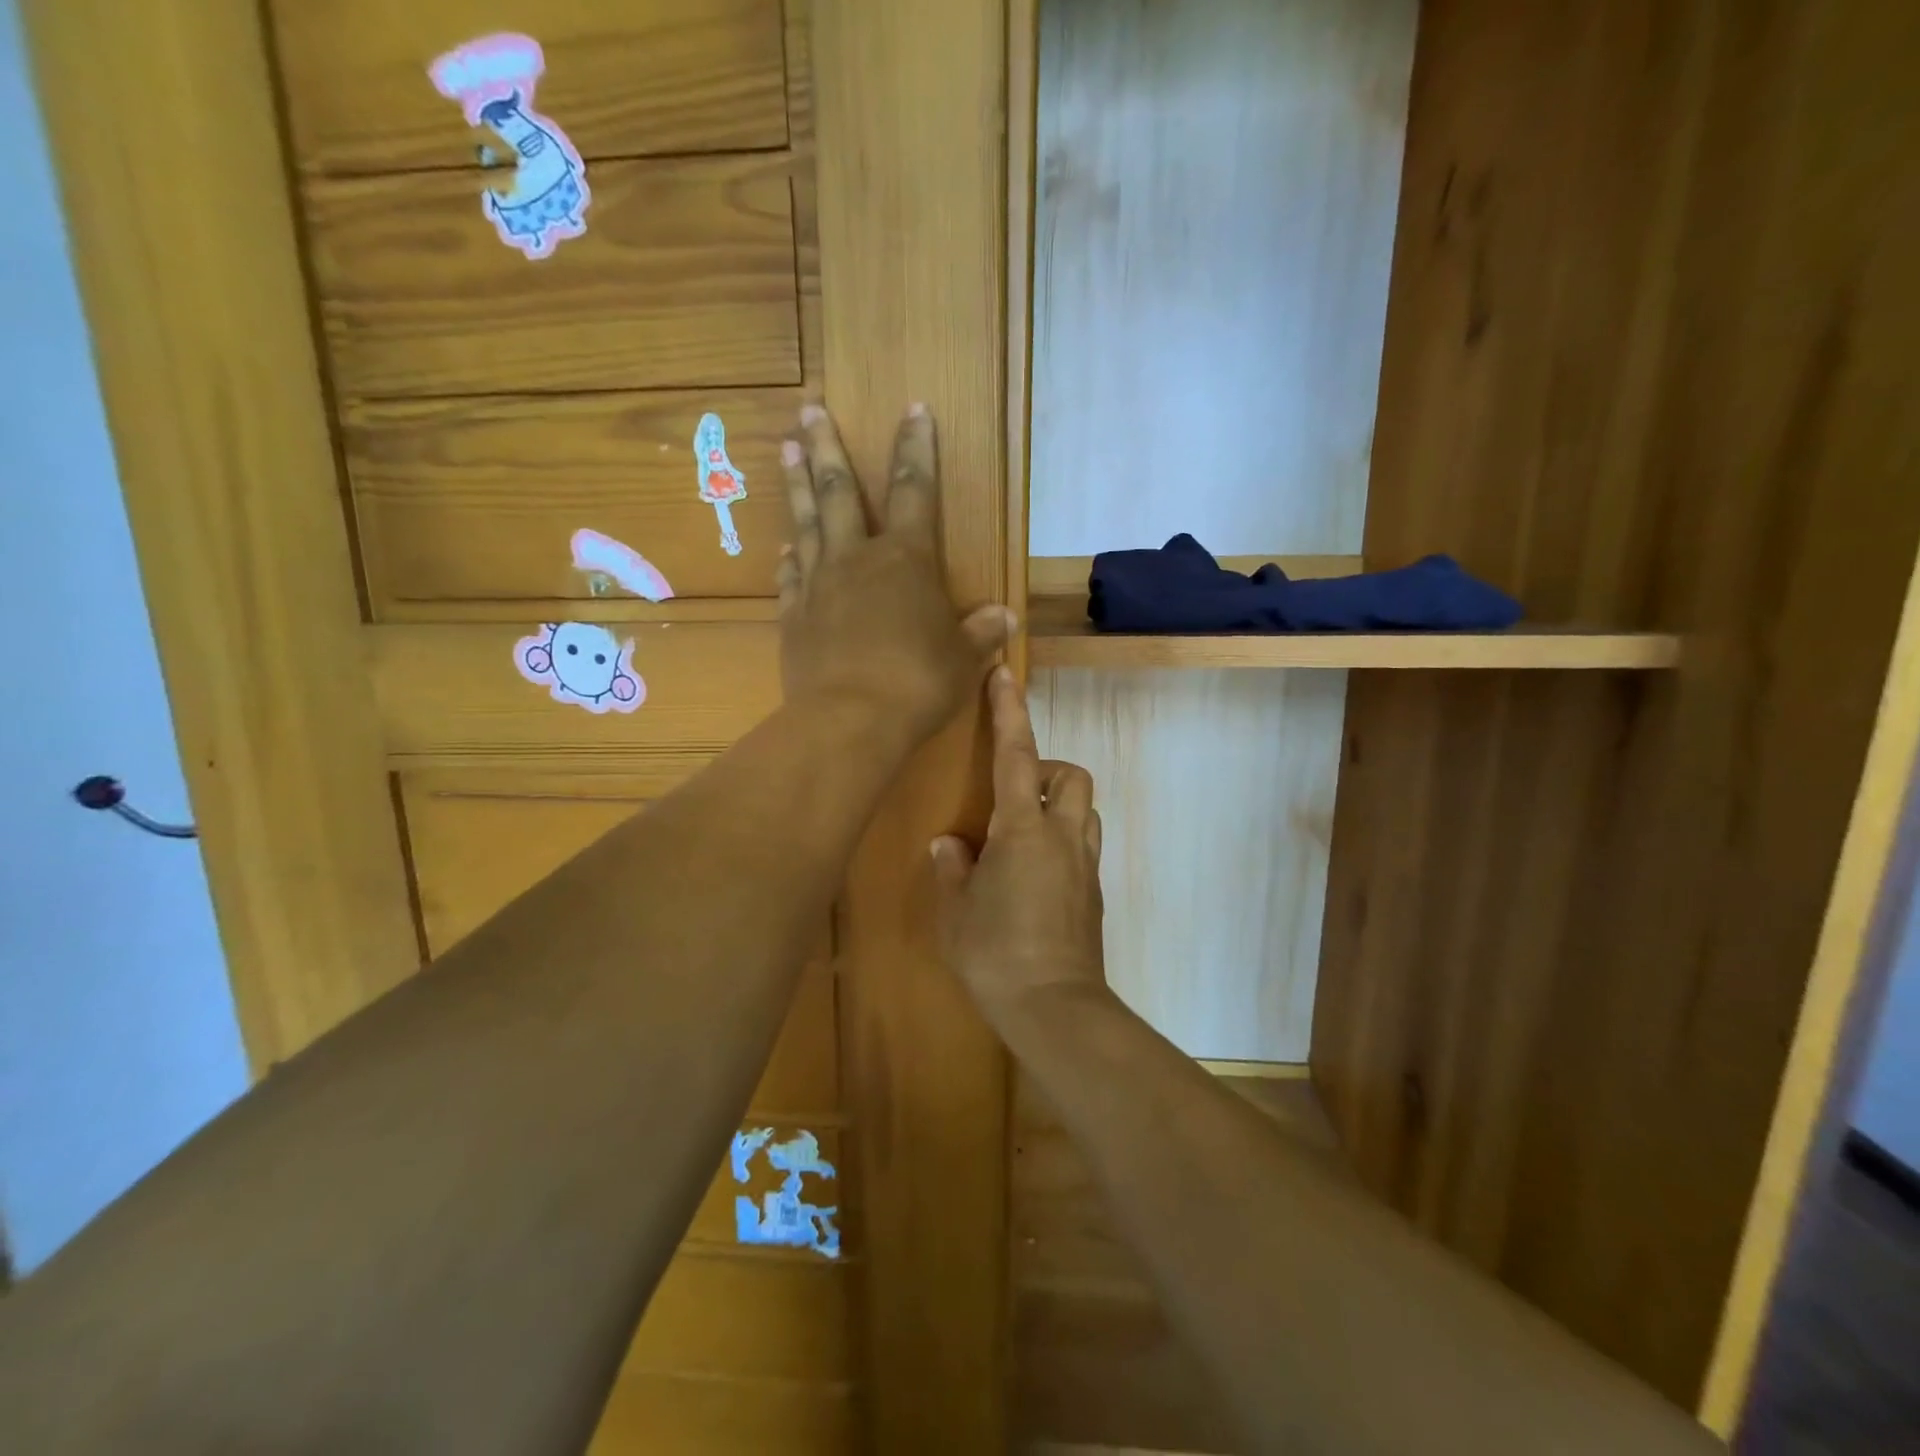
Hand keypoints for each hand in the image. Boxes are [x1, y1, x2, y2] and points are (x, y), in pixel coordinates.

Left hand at [778, 403, 1015, 744]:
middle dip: (826, 446)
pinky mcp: (794, 617)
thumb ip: (981, 633)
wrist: (850, 721)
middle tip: (809, 408)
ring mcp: (819, 586)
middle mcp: (857, 559)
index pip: (916, 488)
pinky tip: (785, 545)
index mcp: (906, 559)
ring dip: (797, 485)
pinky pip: (790, 576)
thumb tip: (1004, 617)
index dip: (916, 447)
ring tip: (786, 448)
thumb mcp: (963, 659)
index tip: (913, 408)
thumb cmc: (918, 683)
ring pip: (807, 523)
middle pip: (839, 491)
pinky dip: (789, 557)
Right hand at [930, 668, 1109, 1033]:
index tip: (1005, 675)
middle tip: (1011, 796)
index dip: (1010, 712)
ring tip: (1021, 834)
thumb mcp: (957, 912)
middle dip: (1046, 769)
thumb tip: (950, 845)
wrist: (1056, 1008)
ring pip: (1084, 809)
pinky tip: (1033, 875)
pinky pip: (1082, 846)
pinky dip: (1061, 841)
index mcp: (1022, 831)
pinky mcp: (1094, 893)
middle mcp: (1062, 837)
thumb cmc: (996, 954)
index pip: (1016, 755)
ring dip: (1057, 805)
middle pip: (1070, 775)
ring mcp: (1084, 865)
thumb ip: (952, 870)